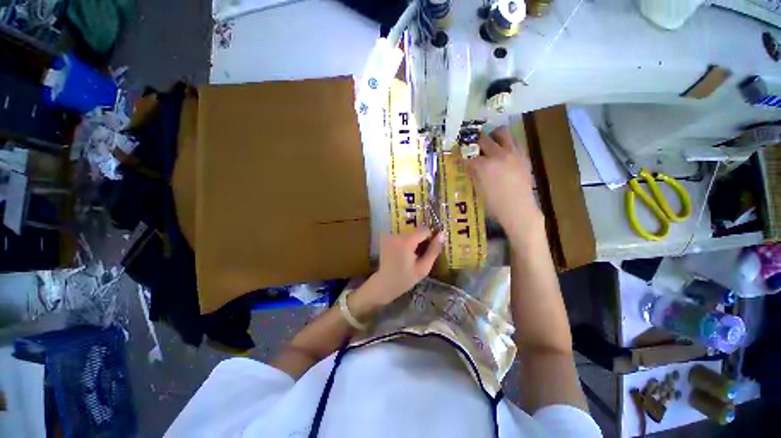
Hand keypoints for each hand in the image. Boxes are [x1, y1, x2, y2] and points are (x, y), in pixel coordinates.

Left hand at [362, 230, 443, 305]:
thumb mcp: (423, 268)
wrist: (384, 284)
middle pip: (416, 232)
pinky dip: (405, 242)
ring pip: (409, 233)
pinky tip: (403, 254)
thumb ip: (433, 250)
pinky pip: (401, 236)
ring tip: (411, 256)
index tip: (429, 249)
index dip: (430, 238)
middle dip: (420, 241)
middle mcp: (397, 235)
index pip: (424, 230)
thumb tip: (441, 234)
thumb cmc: (405, 279)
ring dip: (413, 242)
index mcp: (406, 241)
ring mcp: (389, 235)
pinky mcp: (386, 238)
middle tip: (419, 255)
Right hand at [466, 126, 542, 242]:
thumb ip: (474, 174)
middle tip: (473, 145)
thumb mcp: (478, 189)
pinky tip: (504, 151)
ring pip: (504, 133)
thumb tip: (470, 166)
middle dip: (476, 141)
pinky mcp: (523, 157)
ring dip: (495, 134)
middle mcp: (498, 155)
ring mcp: (512, 154)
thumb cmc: (494, 204)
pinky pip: (515, 143)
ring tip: (491, 139)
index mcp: (483, 165)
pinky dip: (507, 143)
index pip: (468, 156)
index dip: (462, 156)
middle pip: (484, 139)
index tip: (459, 156)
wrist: (518, 209)